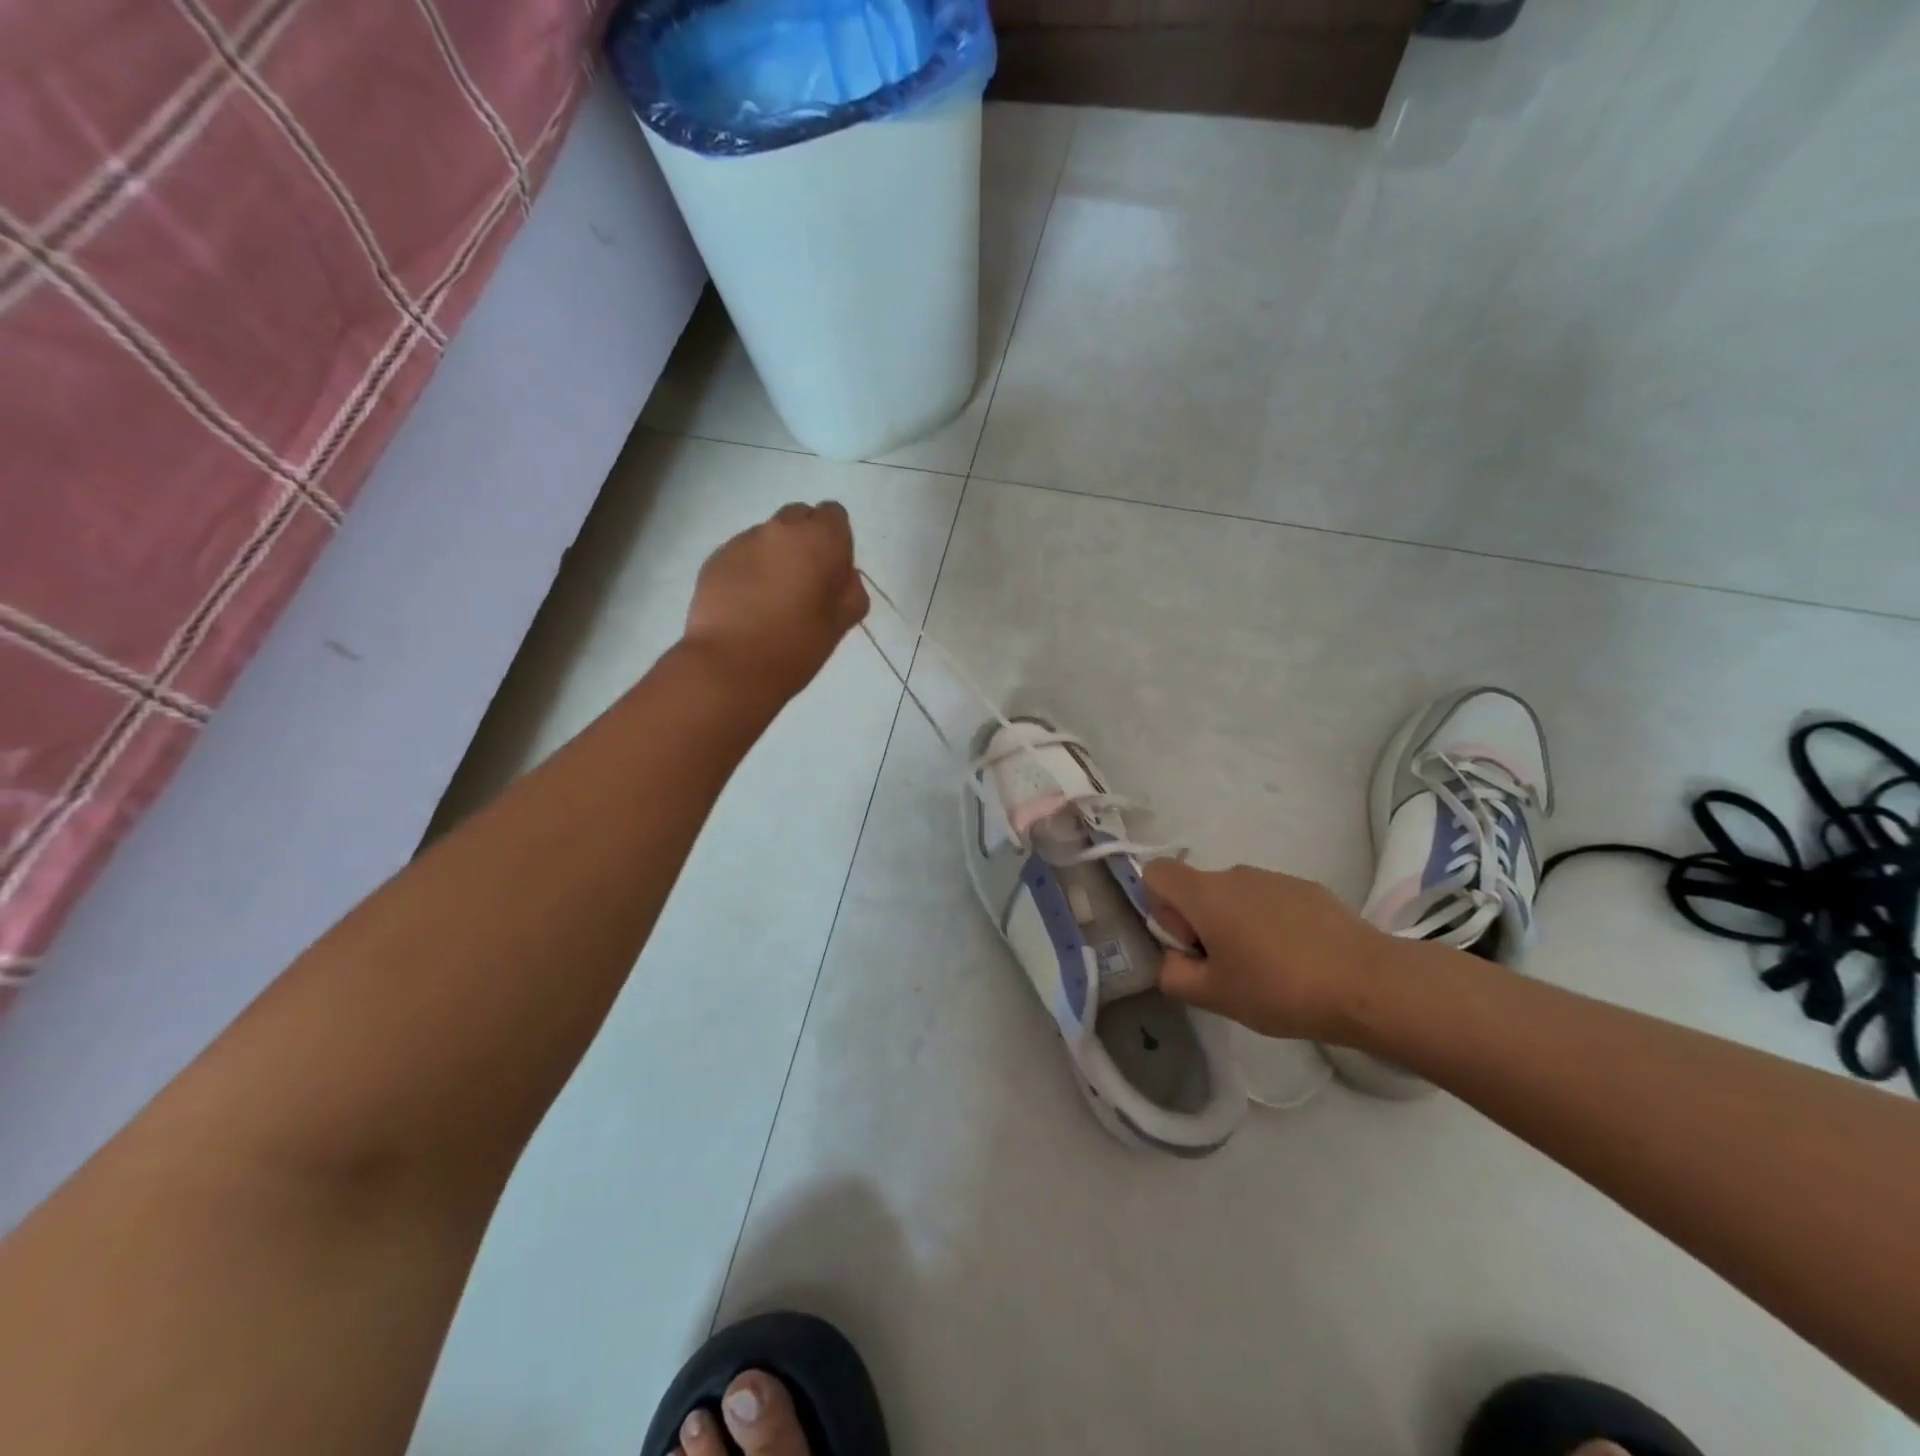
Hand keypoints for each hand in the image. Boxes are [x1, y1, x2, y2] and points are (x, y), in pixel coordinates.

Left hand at [684, 501, 869, 701]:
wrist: (730, 665)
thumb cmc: (797, 645)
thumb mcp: (842, 622)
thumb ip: (850, 590)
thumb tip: (841, 576)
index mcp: (819, 539)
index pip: (834, 515)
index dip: (836, 542)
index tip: (831, 574)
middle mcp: (780, 528)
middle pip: (799, 517)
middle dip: (804, 542)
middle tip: (803, 584)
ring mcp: (743, 541)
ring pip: (768, 537)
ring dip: (774, 556)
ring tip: (769, 600)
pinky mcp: (715, 558)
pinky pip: (741, 554)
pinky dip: (748, 570)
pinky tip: (746, 605)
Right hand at [1143, 859, 1408, 1043]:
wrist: (1369, 983)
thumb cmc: (1279, 988)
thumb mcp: (1214, 996)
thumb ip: (1174, 975)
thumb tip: (1172, 960)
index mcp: (1205, 894)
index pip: (1155, 873)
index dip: (1160, 908)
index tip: (1190, 945)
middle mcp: (1234, 874)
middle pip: (1197, 889)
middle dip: (1201, 924)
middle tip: (1228, 969)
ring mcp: (1274, 877)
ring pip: (1235, 896)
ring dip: (1237, 924)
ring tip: (1268, 969)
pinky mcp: (1307, 889)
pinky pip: (1270, 900)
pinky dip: (1271, 923)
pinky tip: (1300, 960)